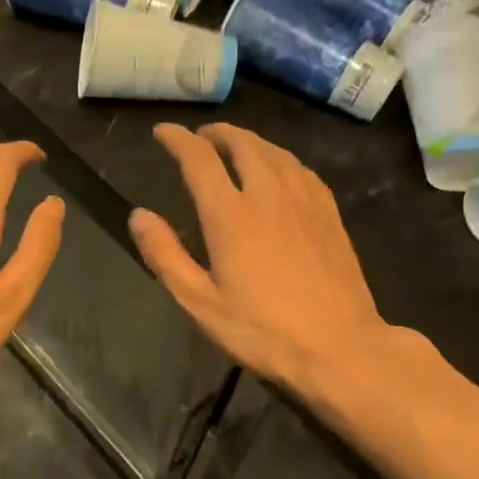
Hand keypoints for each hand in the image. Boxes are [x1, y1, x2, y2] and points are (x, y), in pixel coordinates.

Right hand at [130, 124, 393, 394]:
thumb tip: (139, 215)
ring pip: (275, 152)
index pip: (199, 159)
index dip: (178, 139)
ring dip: (249, 141)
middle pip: (242, 143)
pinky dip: (279, 158)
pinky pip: (300, 169)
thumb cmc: (262, 330)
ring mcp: (304, 201)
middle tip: (200, 137)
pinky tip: (278, 170)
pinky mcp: (329, 213)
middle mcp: (268, 194)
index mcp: (231, 215)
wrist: (339, 346)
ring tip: (234, 146)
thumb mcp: (200, 302)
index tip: (163, 131)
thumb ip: (165, 255)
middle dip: (217, 133)